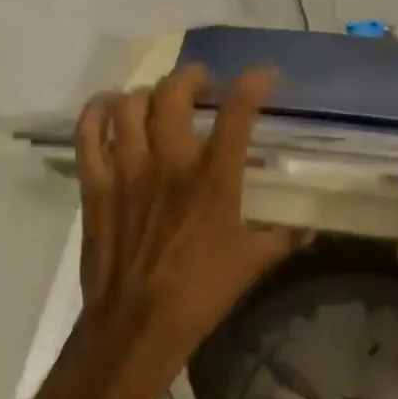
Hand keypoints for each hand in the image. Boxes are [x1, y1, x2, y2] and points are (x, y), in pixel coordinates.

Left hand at [71, 65, 305, 385]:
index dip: (252, 85)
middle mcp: (170, 162)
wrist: (138, 323)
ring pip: (128, 105)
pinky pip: (88, 133)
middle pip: (174, 93)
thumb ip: (283, 239)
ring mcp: (127, 170)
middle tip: (203, 86)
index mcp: (214, 179)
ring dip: (146, 93)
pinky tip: (109, 111)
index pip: (237, 115)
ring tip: (157, 100)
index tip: (262, 75)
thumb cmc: (201, 292)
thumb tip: (309, 230)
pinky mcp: (96, 185)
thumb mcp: (253, 264)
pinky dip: (97, 113)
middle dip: (192, 77)